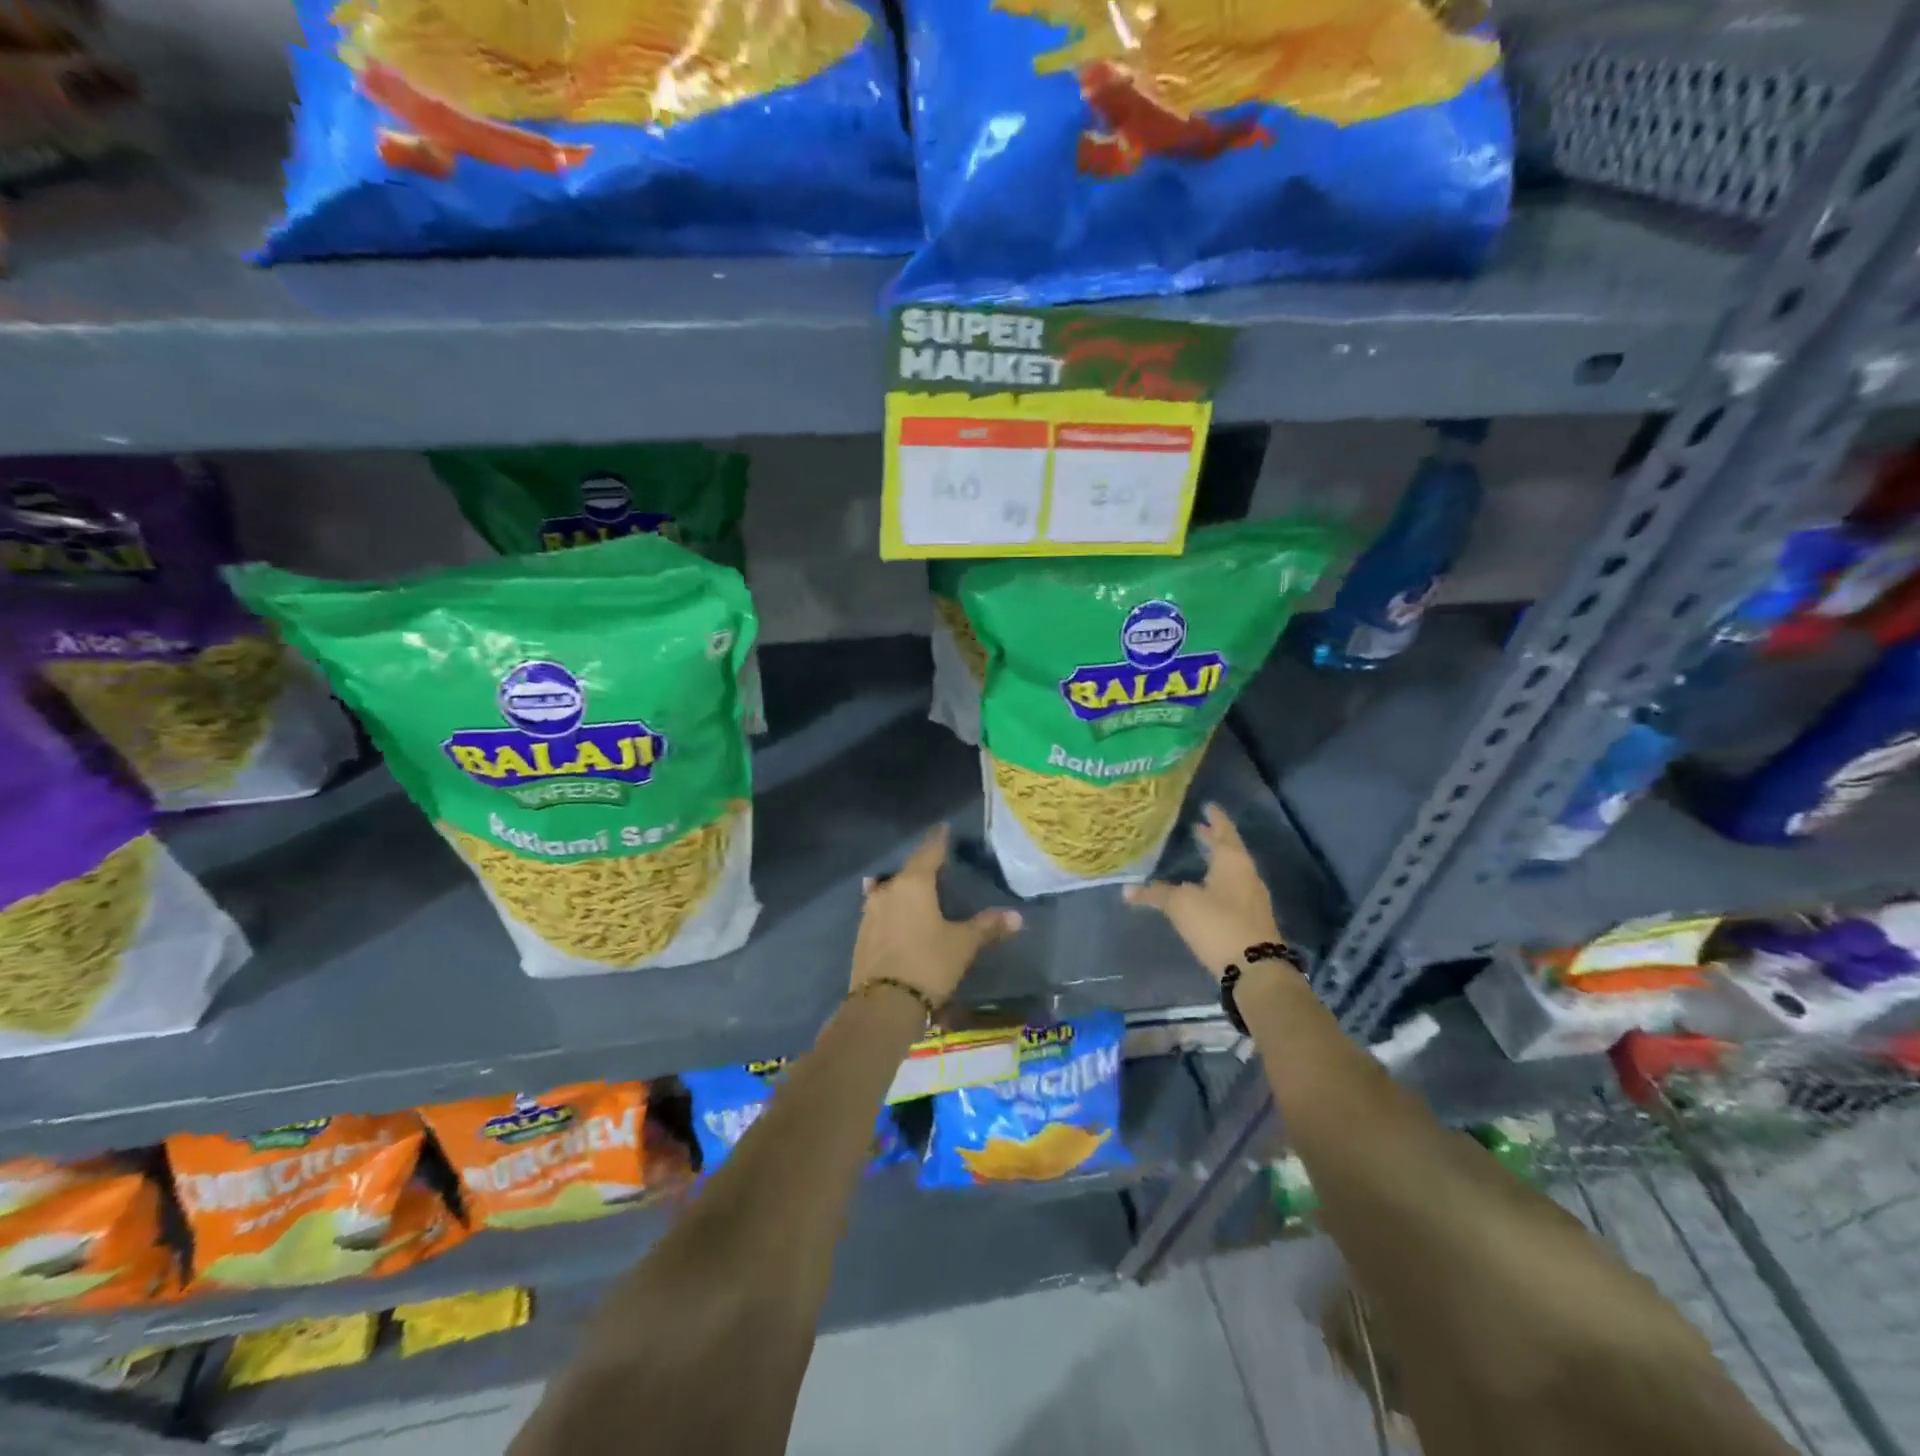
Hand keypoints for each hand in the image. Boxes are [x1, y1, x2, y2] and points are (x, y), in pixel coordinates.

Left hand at [852, 824, 1021, 1007]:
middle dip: (921, 866)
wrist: (883, 1004)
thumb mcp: (962, 945)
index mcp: (913, 883)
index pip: (929, 852)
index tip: (943, 828)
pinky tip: (898, 915)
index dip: (938, 840)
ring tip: (917, 890)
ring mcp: (870, 912)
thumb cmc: (928, 964)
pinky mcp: (862, 935)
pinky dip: (893, 909)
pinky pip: (881, 911)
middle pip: (907, 871)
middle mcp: (888, 890)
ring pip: (890, 890)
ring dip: (903, 888)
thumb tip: (1017, 917)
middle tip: (937, 865)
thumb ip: (986, 927)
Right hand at [1123, 804, 1281, 980]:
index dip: (1214, 817)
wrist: (1255, 969)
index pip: (1223, 830)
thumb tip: (1126, 890)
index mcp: (1233, 861)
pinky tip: (1206, 889)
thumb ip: (1155, 894)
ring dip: (1216, 861)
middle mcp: (1247, 874)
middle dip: (1213, 838)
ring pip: (1232, 870)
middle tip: (1197, 827)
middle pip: (1229, 849)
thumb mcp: (1181, 905)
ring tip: (1199, 856)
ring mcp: (1252, 897)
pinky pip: (1233, 889)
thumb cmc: (1218, 924)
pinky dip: (1219, 881)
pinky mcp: (1251, 919)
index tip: (1207, 805)